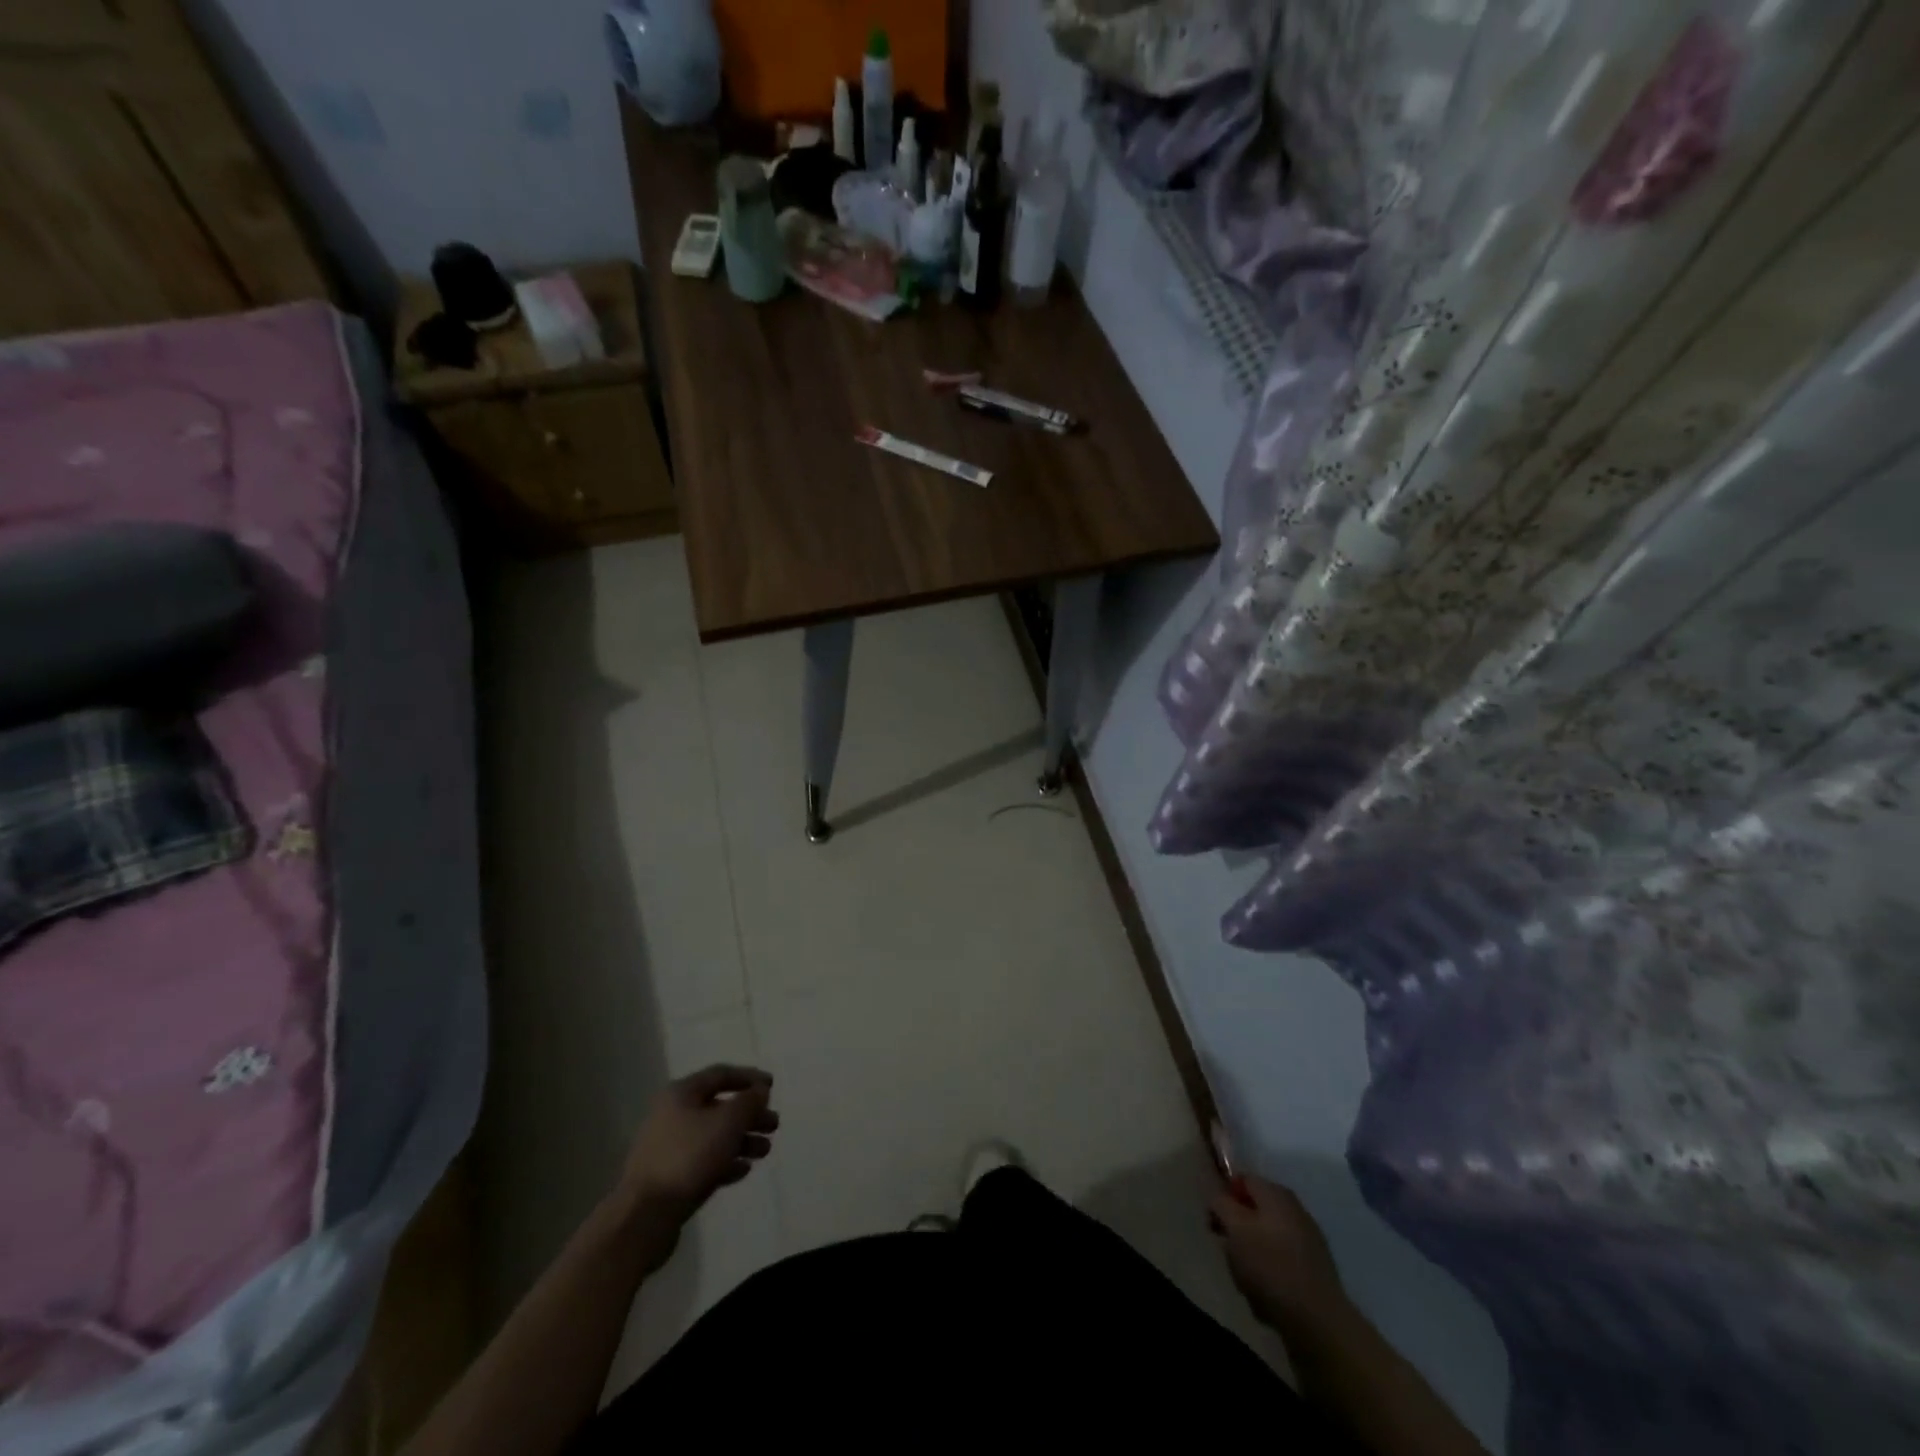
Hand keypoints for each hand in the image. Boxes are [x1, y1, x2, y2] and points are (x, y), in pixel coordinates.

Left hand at [619, 1065, 778, 1226]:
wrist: (645, 1216)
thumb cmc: (689, 1157)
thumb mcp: (727, 1122)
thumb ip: (748, 1102)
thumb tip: (760, 1091)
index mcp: (681, 1094)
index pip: (720, 1074)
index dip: (749, 1078)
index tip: (772, 1087)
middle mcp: (672, 1115)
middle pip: (719, 1107)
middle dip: (749, 1115)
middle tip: (773, 1125)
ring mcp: (669, 1147)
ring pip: (713, 1136)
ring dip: (742, 1140)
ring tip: (765, 1151)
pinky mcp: (669, 1177)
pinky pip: (704, 1161)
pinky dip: (725, 1162)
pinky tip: (743, 1170)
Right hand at [1211, 1175, 1350, 1335]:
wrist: (1319, 1321)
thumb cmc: (1270, 1266)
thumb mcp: (1235, 1229)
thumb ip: (1221, 1204)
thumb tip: (1218, 1196)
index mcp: (1276, 1193)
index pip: (1242, 1180)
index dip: (1223, 1196)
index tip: (1214, 1222)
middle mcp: (1295, 1209)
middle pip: (1255, 1209)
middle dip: (1238, 1228)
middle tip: (1228, 1250)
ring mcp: (1309, 1239)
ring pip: (1268, 1237)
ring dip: (1253, 1252)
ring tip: (1246, 1277)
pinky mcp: (1316, 1269)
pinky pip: (1282, 1260)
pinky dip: (1270, 1271)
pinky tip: (1267, 1292)